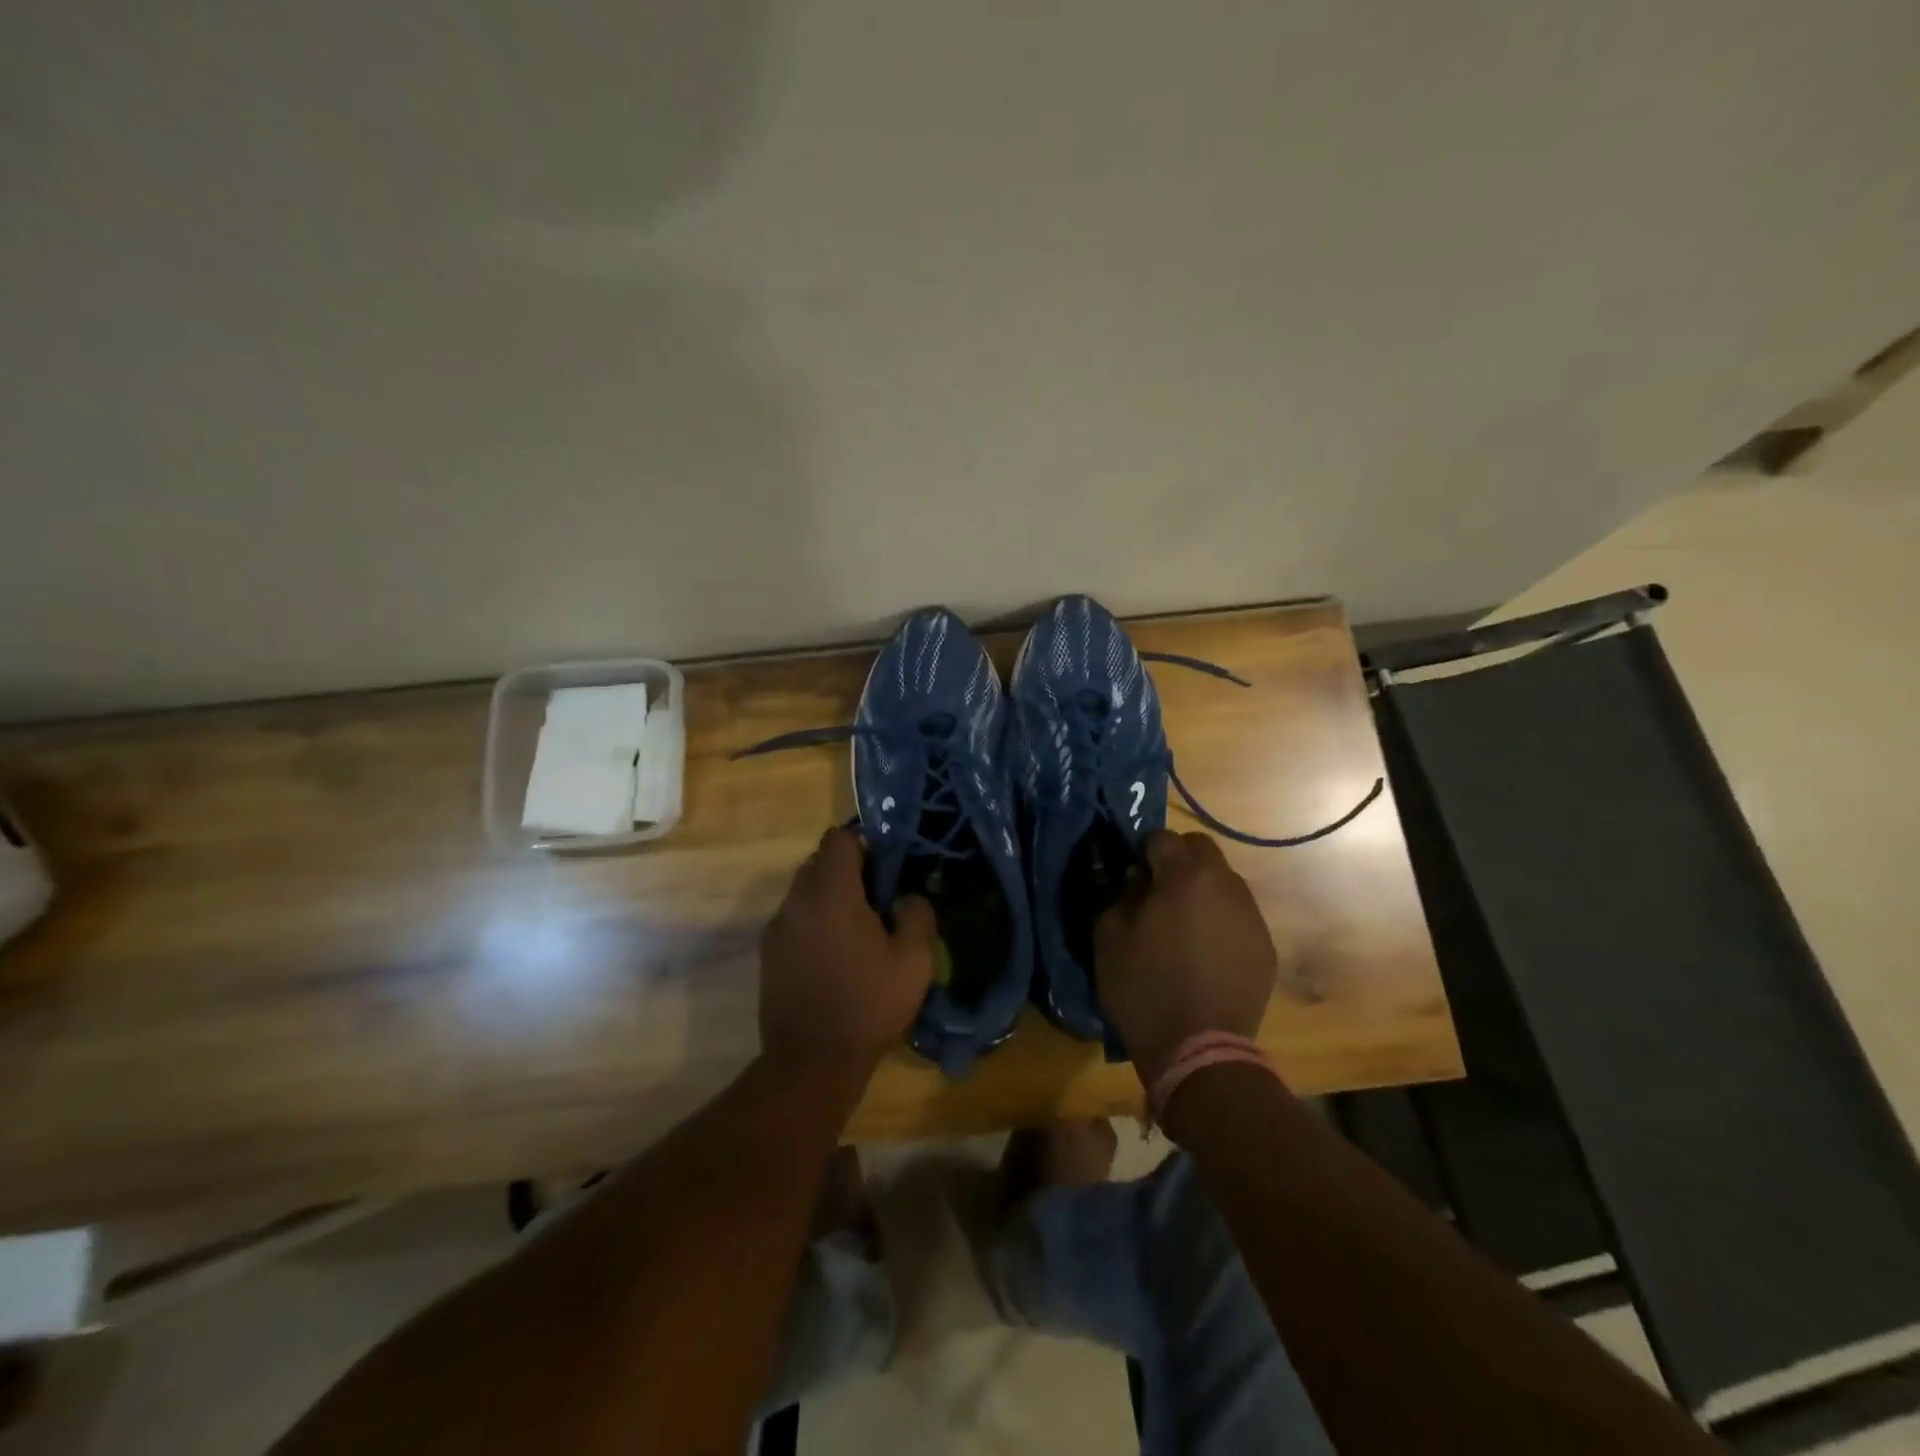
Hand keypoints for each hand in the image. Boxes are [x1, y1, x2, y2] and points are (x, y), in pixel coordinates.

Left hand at [759, 827, 936, 1083]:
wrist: (812, 1062)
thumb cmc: (868, 1005)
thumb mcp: (914, 961)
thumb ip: (917, 914)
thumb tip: (907, 896)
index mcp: (831, 893)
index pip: (838, 839)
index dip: (864, 846)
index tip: (884, 872)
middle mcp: (797, 901)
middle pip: (818, 863)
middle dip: (846, 872)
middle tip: (875, 903)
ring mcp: (777, 928)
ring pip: (804, 893)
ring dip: (828, 900)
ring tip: (855, 935)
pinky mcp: (768, 955)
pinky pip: (793, 921)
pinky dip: (813, 925)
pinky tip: (833, 959)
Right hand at [1094, 831, 1278, 1084]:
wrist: (1198, 1050)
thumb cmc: (1144, 987)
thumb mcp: (1109, 936)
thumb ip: (1122, 894)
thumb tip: (1139, 879)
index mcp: (1185, 876)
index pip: (1162, 837)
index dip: (1142, 850)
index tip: (1131, 873)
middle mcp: (1226, 884)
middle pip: (1201, 849)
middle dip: (1178, 860)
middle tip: (1157, 891)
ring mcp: (1251, 915)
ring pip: (1224, 881)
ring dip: (1201, 889)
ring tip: (1183, 924)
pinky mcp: (1265, 946)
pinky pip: (1238, 915)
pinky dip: (1219, 920)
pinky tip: (1205, 952)